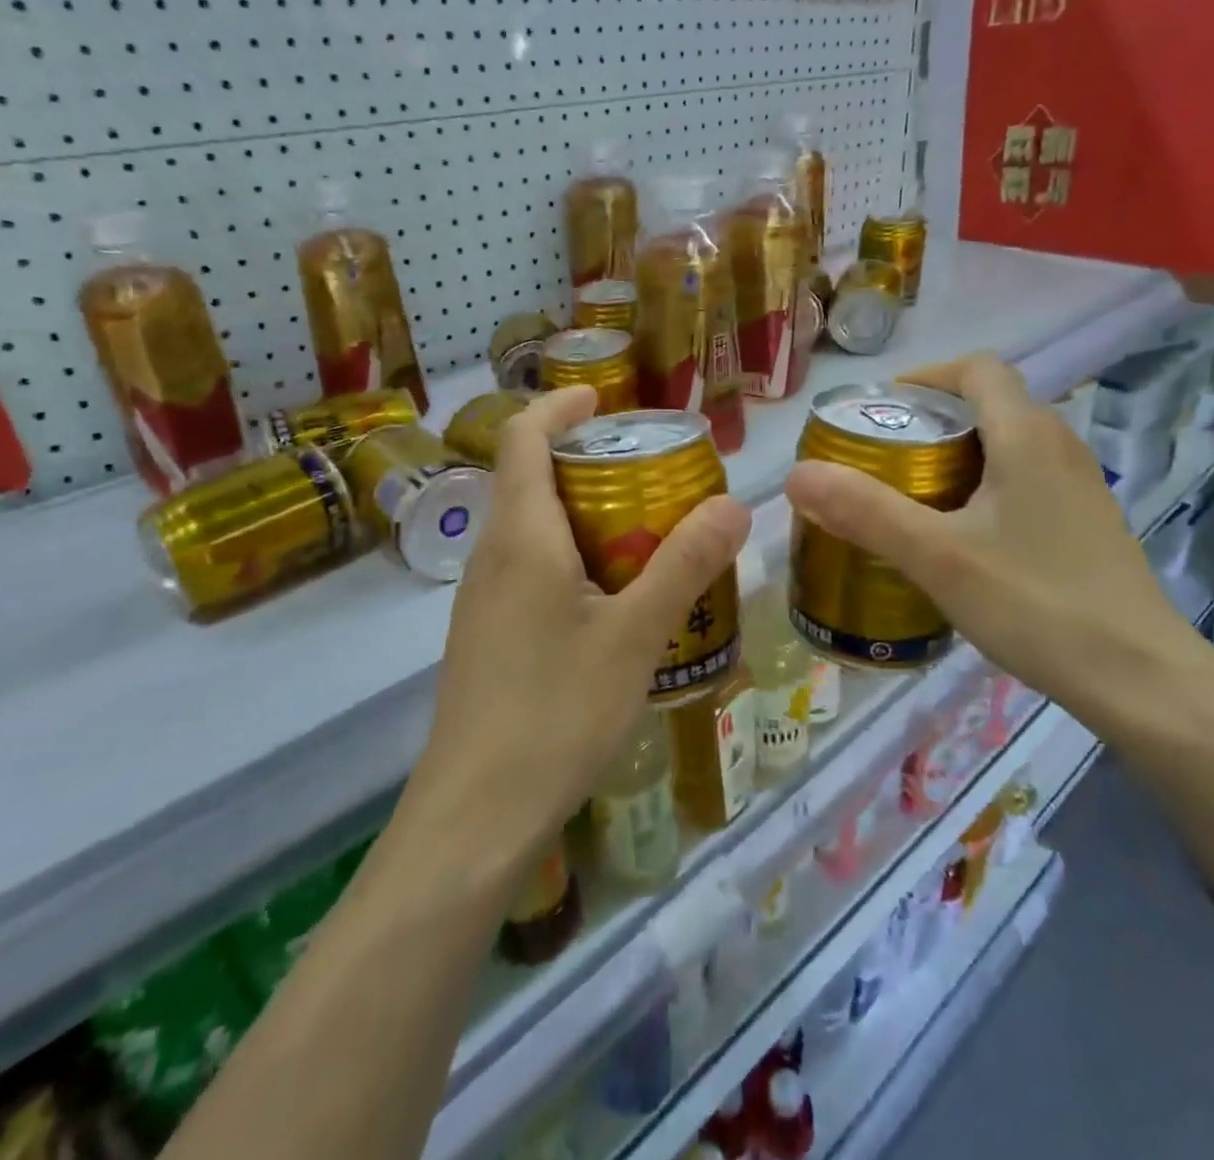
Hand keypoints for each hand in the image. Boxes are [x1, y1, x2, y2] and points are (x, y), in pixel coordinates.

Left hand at [416, 385, 750, 847]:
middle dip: (584, 460)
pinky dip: (571, 557)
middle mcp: (492, 556)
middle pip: (528, 478)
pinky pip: (528, 570)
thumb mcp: (635, 636)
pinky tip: (613, 599)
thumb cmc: (555, 712)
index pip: (522, 437)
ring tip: (644, 530)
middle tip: (650, 471)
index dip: (559, 406)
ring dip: (580, 512)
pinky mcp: (487, 636)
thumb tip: (737, 504)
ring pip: (529, 528)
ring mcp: (482, 599)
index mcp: (521, 536)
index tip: (603, 398)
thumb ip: (685, 565)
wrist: (475, 815)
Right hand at [783, 355, 1213, 728]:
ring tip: (911, 496)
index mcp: (1027, 435)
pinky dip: (984, 488)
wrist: (1143, 681)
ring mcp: (1080, 487)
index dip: (926, 377)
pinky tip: (961, 539)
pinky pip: (1025, 481)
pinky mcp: (1086, 525)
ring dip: (957, 456)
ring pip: (1008, 446)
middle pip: (989, 405)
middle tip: (882, 459)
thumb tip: (796, 475)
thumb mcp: (937, 557)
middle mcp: (1060, 447)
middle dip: (931, 420)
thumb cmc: (1037, 604)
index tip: (882, 411)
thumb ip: (864, 512)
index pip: (977, 370)